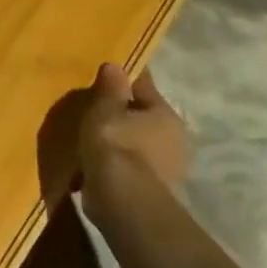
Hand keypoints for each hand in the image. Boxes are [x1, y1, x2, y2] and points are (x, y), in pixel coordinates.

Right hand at [80, 62, 188, 222]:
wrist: (122, 201)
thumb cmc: (116, 144)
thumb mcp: (106, 107)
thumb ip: (110, 87)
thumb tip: (115, 66)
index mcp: (167, 115)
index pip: (144, 86)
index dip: (125, 79)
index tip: (107, 75)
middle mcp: (175, 141)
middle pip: (144, 118)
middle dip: (123, 114)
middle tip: (96, 110)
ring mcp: (167, 171)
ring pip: (138, 145)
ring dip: (120, 143)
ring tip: (92, 140)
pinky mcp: (153, 195)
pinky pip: (130, 170)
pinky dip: (116, 167)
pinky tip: (95, 167)